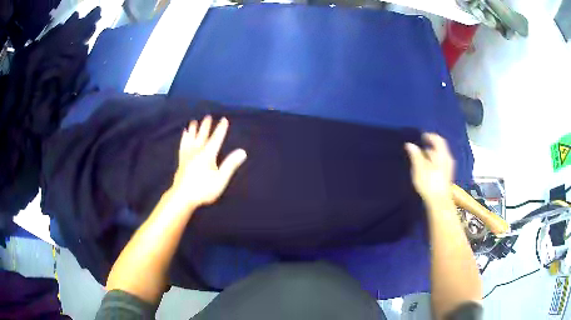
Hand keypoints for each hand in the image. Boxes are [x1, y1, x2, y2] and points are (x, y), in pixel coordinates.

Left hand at [170, 116, 246, 209]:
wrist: (182, 197)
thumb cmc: (203, 189)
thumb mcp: (220, 179)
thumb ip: (230, 164)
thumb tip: (242, 151)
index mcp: (208, 155)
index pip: (216, 139)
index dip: (221, 129)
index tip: (224, 119)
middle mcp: (197, 151)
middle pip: (202, 136)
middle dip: (206, 126)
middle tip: (208, 116)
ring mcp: (187, 156)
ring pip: (191, 139)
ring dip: (193, 130)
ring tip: (193, 122)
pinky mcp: (181, 161)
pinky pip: (182, 145)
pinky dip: (184, 138)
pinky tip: (184, 135)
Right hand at [404, 133, 454, 205]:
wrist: (439, 202)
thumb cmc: (429, 183)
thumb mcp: (419, 168)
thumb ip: (415, 155)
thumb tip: (409, 144)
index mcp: (442, 154)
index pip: (438, 139)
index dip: (429, 136)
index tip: (420, 137)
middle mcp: (447, 159)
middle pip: (440, 147)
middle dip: (430, 145)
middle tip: (420, 147)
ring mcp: (449, 168)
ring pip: (440, 156)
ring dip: (431, 154)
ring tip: (421, 157)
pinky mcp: (447, 176)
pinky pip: (441, 162)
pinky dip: (434, 161)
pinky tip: (427, 167)